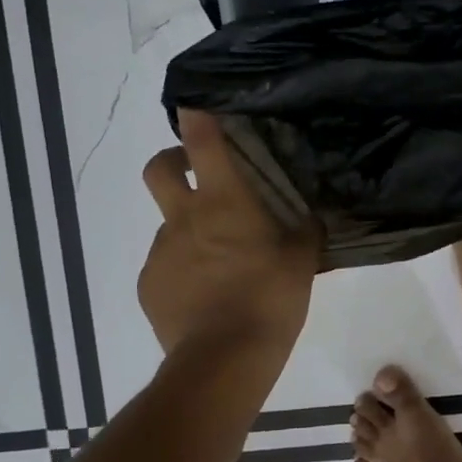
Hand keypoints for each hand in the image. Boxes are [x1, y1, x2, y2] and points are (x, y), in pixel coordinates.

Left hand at [139, 110, 320, 356]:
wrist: (223, 359)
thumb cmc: (270, 299)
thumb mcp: (302, 260)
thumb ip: (305, 230)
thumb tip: (311, 216)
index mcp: (223, 203)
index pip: (202, 142)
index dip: (197, 114)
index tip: (197, 101)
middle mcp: (183, 218)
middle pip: (159, 169)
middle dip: (173, 160)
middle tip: (197, 173)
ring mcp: (161, 252)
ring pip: (169, 224)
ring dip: (190, 229)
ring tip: (221, 262)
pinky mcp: (150, 285)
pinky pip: (166, 264)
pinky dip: (184, 268)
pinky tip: (206, 294)